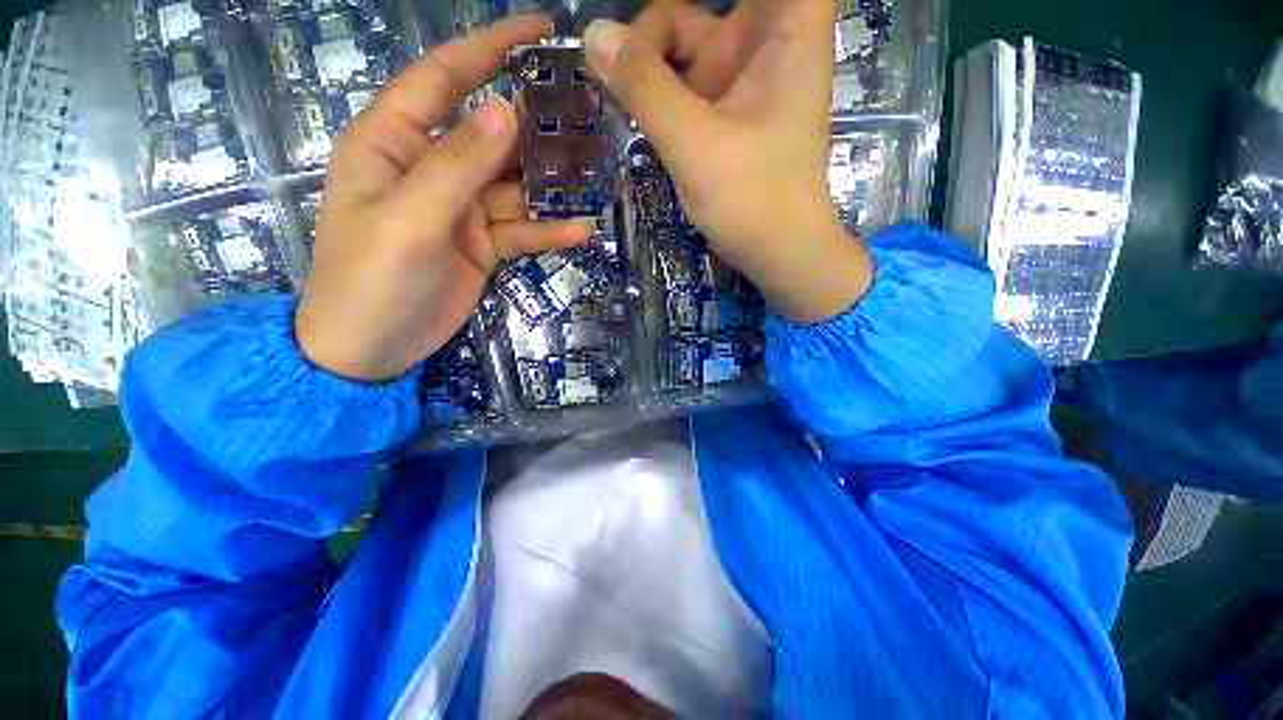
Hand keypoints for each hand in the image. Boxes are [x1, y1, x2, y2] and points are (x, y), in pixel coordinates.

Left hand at [296, 15, 592, 381]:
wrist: (372, 348)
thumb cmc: (371, 281)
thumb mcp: (410, 220)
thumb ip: (456, 166)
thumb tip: (504, 110)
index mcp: (395, 143)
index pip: (444, 79)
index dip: (488, 49)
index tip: (539, 31)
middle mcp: (431, 168)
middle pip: (494, 135)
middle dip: (538, 127)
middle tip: (590, 119)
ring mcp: (462, 209)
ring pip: (516, 186)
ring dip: (554, 184)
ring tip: (599, 178)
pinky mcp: (483, 244)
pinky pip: (522, 230)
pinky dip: (550, 230)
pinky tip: (581, 230)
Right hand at [585, 0, 871, 323]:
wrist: (776, 253)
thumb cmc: (753, 200)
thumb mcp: (694, 145)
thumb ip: (645, 88)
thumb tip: (595, 36)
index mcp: (786, 28)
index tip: (677, 22)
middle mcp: (763, 41)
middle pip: (697, 4)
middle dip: (655, 31)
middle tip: (613, 57)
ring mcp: (739, 77)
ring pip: (682, 42)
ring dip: (647, 63)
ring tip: (615, 85)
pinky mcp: (721, 109)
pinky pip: (680, 81)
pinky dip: (654, 90)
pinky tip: (631, 106)